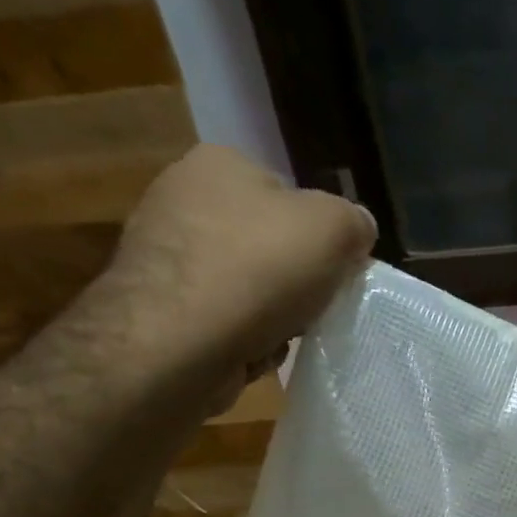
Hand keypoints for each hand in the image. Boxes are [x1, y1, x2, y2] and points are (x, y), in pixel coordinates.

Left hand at [92, 144, 377, 398]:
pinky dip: (242, 338)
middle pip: (266, 244)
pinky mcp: (158, 307)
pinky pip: (222, 321)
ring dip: (271, 316)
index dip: (319, 236)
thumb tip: (358, 231)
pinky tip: (249, 352)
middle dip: (293, 280)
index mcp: (220, 163)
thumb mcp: (333, 230)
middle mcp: (181, 197)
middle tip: (312, 306)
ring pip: (246, 287)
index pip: (288, 194)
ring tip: (280, 334)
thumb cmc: (258, 271)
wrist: (177, 344)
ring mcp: (163, 254)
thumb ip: (355, 222)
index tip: (335, 271)